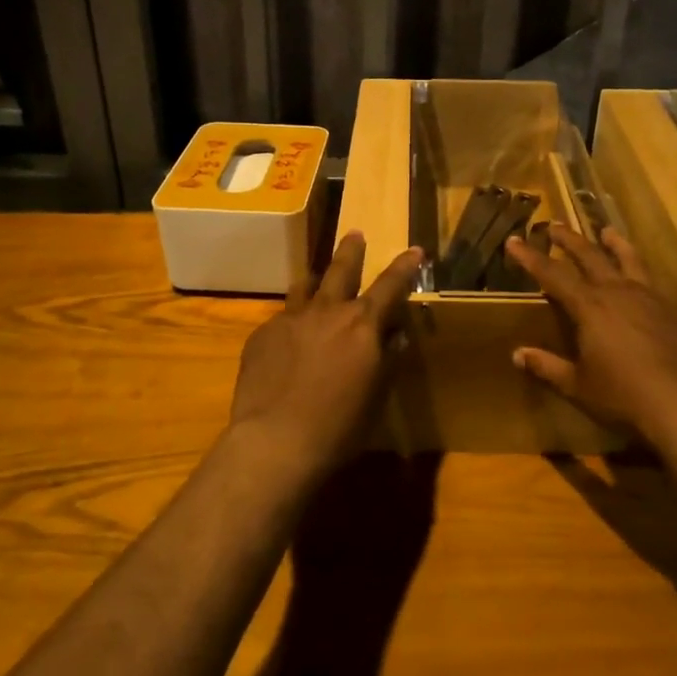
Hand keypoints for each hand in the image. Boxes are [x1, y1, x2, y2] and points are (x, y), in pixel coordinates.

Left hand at [228, 232, 421, 484]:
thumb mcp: (376, 395)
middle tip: (355, 233)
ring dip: (315, 282)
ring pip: (305, 287)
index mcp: (362, 325)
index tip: (414, 250)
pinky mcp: (262, 335)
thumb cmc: (339, 427)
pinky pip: (281, 320)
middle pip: (341, 269)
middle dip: (351, 250)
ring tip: (316, 281)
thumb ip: (387, 359)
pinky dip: (292, 324)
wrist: (275, 442)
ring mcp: (291, 319)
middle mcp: (327, 311)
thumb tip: (395, 335)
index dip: (405, 266)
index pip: (390, 285)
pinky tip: (287, 346)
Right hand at [506, 226, 676, 444]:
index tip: (514, 240)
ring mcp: (649, 297)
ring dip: (614, 243)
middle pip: (590, 256)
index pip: (552, 274)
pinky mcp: (673, 309)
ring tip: (606, 231)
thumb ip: (548, 367)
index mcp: (589, 306)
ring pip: (627, 259)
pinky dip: (640, 268)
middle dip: (569, 240)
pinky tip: (642, 276)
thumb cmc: (624, 395)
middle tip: (555, 225)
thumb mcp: (579, 385)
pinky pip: (651, 278)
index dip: (531, 257)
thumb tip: (518, 354)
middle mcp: (618, 291)